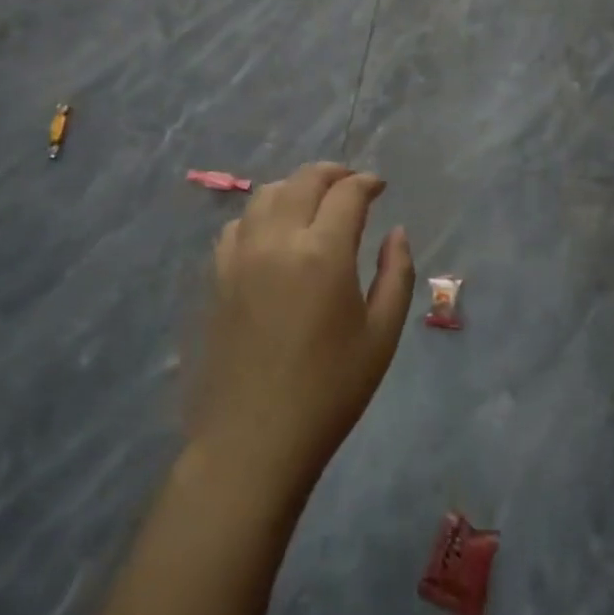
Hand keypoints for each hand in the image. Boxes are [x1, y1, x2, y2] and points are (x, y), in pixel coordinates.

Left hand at [189, 163, 414, 493]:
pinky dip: (262, 214)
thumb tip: (397, 232)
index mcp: (322, 252)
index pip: (347, 193)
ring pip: (267, 194)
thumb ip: (396, 273)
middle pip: (304, 180)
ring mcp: (241, 255)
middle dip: (333, 173)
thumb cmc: (329, 391)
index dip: (367, 182)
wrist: (253, 441)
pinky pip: (239, 224)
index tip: (379, 187)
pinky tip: (274, 235)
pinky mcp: (217, 276)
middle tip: (352, 185)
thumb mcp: (381, 335)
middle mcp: (278, 240)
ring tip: (314, 203)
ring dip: (296, 188)